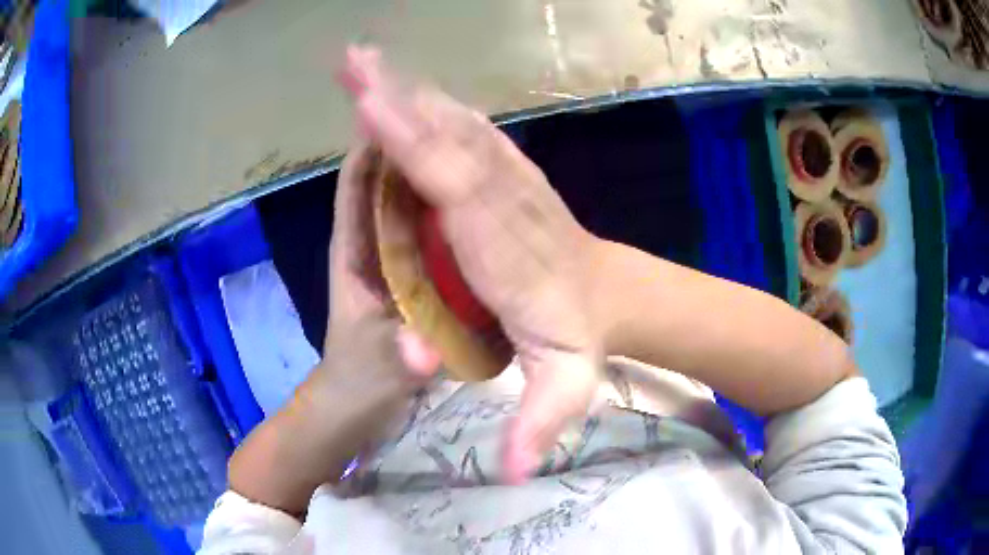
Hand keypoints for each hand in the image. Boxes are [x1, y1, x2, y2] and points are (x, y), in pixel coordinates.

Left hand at [228, 145, 440, 514]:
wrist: (353, 412)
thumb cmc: (357, 388)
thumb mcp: (382, 375)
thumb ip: (402, 362)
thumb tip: (424, 352)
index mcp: (353, 254)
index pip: (357, 184)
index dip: (374, 142)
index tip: (400, 103)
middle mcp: (370, 245)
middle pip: (385, 180)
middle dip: (407, 143)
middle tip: (450, 110)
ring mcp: (391, 259)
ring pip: (408, 201)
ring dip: (428, 169)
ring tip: (470, 139)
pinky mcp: (412, 276)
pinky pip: (429, 230)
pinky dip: (446, 207)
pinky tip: (477, 197)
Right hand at [340, 47, 602, 483]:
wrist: (609, 296)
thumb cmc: (577, 339)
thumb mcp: (568, 390)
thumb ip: (543, 426)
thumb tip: (517, 471)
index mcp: (503, 247)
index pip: (454, 188)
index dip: (415, 146)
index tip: (373, 108)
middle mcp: (502, 199)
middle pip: (446, 141)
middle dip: (396, 99)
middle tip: (353, 64)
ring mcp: (508, 178)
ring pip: (455, 125)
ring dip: (409, 91)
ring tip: (367, 61)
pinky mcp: (508, 172)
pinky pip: (467, 132)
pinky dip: (433, 106)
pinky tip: (411, 87)